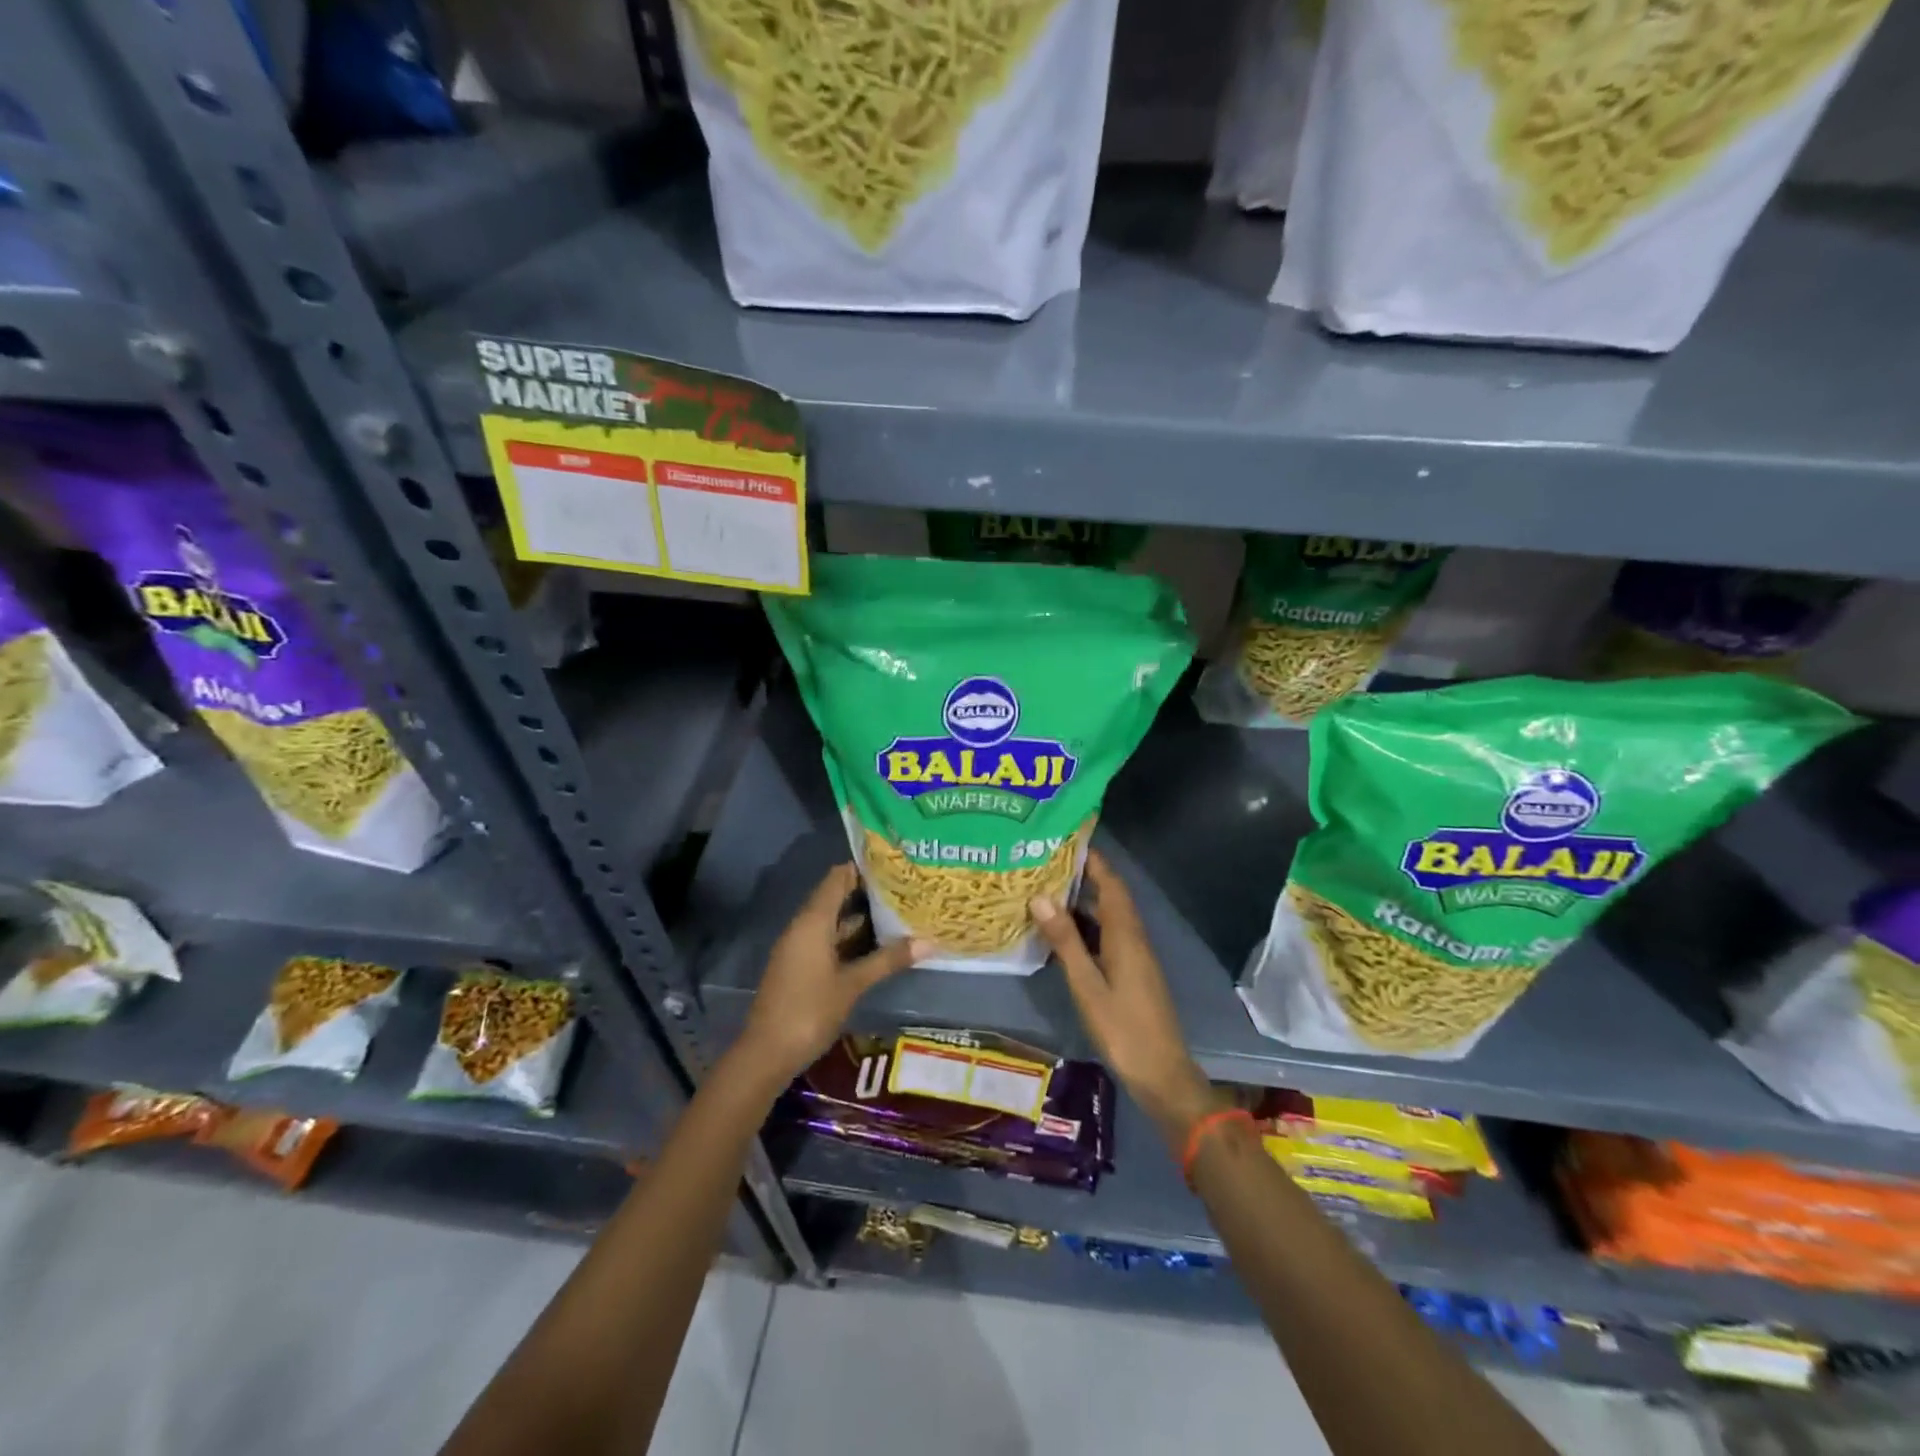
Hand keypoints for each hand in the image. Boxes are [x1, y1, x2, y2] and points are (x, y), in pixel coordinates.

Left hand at [739, 864, 928, 1083]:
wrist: (766, 1053)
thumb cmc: (810, 1011)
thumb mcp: (853, 984)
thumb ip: (888, 960)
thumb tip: (929, 941)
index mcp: (813, 921)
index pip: (838, 877)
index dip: (864, 868)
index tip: (895, 865)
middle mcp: (804, 926)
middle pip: (836, 896)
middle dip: (868, 892)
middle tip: (905, 888)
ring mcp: (800, 946)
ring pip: (833, 920)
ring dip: (861, 916)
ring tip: (899, 911)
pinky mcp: (800, 965)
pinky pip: (827, 938)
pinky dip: (850, 936)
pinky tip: (876, 943)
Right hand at [1031, 850, 1216, 1147]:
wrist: (1161, 1073)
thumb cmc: (1123, 1028)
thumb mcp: (1087, 985)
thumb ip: (1066, 941)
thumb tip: (1041, 897)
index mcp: (1126, 934)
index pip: (1111, 883)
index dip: (1093, 860)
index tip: (1066, 839)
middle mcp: (1133, 938)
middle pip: (1109, 896)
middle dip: (1082, 876)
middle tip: (1044, 863)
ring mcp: (1134, 956)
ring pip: (1108, 917)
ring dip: (1082, 902)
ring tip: (1046, 891)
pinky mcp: (1131, 972)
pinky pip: (1107, 936)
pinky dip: (1086, 927)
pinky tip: (1062, 934)